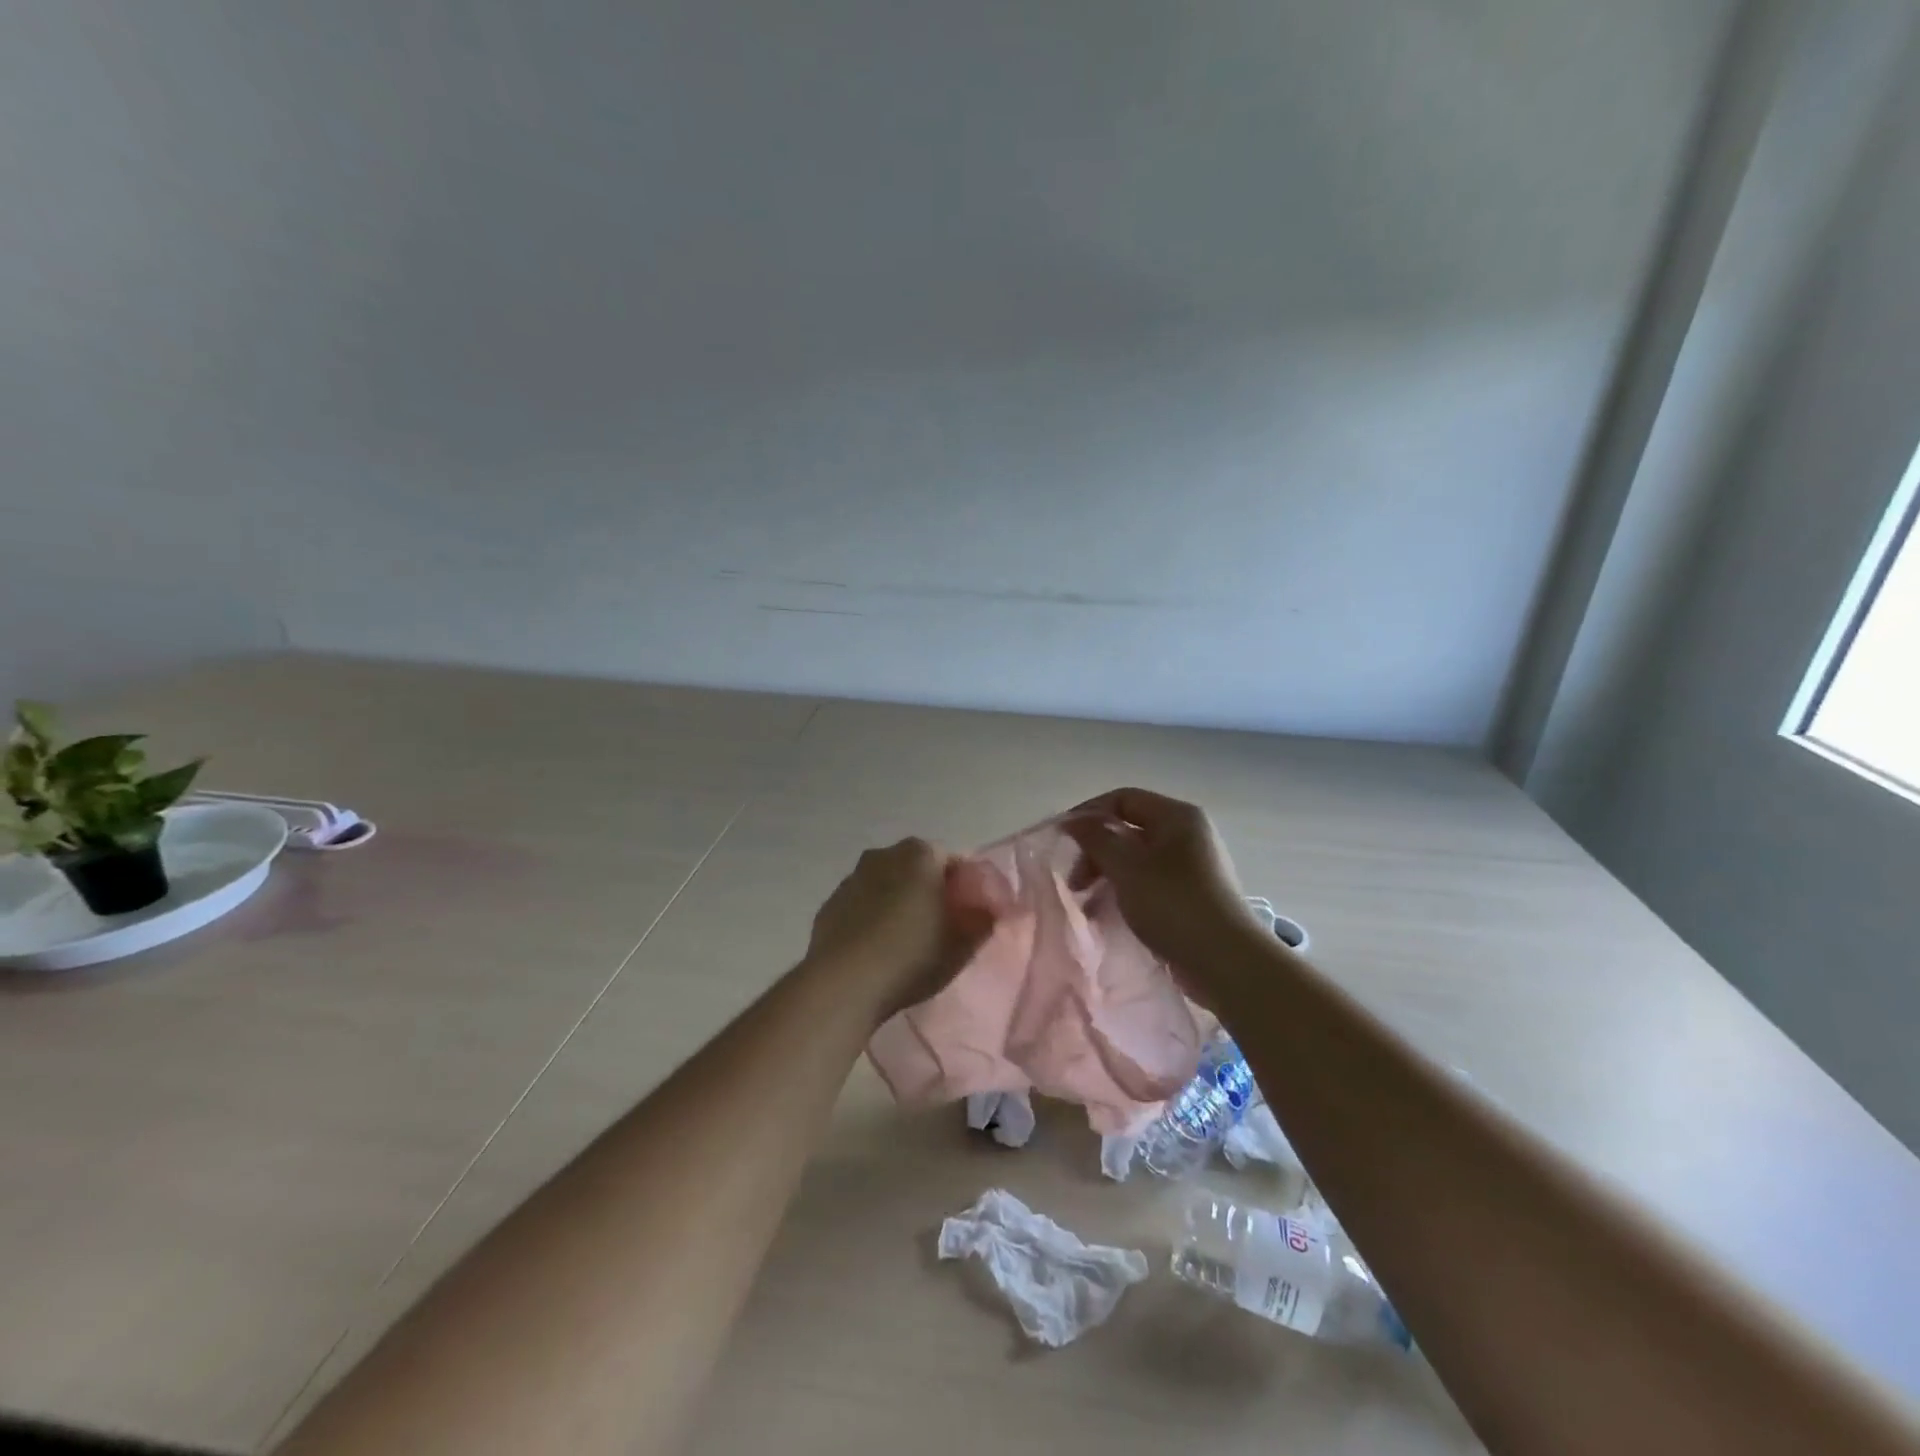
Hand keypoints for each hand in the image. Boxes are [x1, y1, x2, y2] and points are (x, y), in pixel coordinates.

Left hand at [805, 838, 998, 1023]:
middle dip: (929, 890)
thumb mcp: (961, 945)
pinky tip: (876, 949)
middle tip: (941, 926)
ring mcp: (852, 878)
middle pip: (916, 869)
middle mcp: (883, 855)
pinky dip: (871, 918)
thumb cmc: (912, 955)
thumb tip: (988, 910)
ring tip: (906, 941)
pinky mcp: (829, 905)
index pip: (952, 860)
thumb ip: (982, 921)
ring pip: (886, 885)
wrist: (844, 983)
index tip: (969, 914)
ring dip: (897, 903)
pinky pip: (861, 905)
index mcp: (919, 854)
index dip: (964, 887)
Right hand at [1064, 788, 1266, 998]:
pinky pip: (1149, 882)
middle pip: (1129, 829)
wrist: (1227, 962)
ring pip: (1137, 859)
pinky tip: (1109, 914)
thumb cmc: (1174, 905)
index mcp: (1177, 816)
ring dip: (1107, 875)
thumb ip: (1096, 839)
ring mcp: (1192, 866)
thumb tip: (1074, 821)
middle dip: (1096, 851)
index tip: (1062, 840)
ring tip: (1087, 903)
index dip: (1089, 814)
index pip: (1123, 798)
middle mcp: (1188, 834)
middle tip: (1075, 882)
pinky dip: (1126, 892)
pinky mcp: (1192, 895)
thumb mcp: (1127, 867)